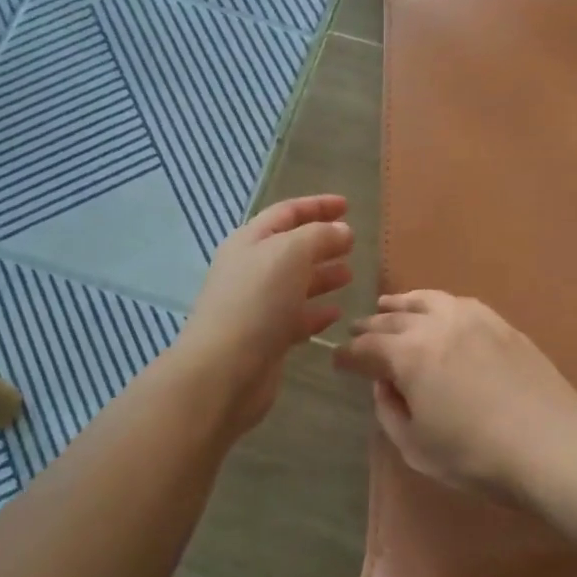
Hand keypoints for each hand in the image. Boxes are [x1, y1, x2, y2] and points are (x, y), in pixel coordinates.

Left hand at [177, 195, 353, 436]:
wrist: (224, 370)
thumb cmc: (256, 301)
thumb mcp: (290, 253)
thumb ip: (319, 236)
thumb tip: (342, 231)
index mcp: (250, 241)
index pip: (287, 213)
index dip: (317, 205)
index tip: (347, 206)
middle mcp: (251, 269)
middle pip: (291, 247)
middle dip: (322, 241)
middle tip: (353, 242)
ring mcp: (257, 305)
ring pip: (295, 283)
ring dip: (322, 276)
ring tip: (350, 275)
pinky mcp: (266, 338)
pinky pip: (295, 317)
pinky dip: (316, 312)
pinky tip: (336, 313)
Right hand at [333, 292, 576, 500]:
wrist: (551, 444)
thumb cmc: (476, 455)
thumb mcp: (417, 447)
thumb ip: (390, 411)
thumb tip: (385, 384)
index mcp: (408, 355)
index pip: (365, 348)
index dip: (347, 356)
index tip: (337, 361)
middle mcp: (435, 324)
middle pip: (392, 319)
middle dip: (369, 327)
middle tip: (356, 332)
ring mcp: (471, 318)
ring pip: (425, 300)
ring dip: (400, 304)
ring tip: (388, 305)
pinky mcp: (499, 322)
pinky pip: (457, 302)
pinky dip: (436, 303)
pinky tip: (436, 310)